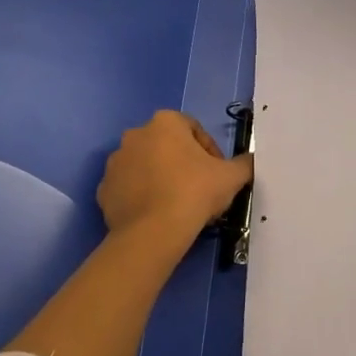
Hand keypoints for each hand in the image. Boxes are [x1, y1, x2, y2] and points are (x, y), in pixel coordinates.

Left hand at [97, 110, 252, 255]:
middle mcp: (135, 134)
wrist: (152, 233)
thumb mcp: (231, 177)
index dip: (210, 152)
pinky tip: (156, 214)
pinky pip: (128, 188)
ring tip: (176, 204)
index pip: (194, 130)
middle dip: (182, 163)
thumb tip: (252, 161)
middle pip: (167, 146)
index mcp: (165, 122)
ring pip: (145, 166)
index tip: (217, 175)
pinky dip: (140, 196)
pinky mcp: (103, 190)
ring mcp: (115, 162)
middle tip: (199, 190)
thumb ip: (244, 163)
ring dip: (159, 178)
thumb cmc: (194, 193)